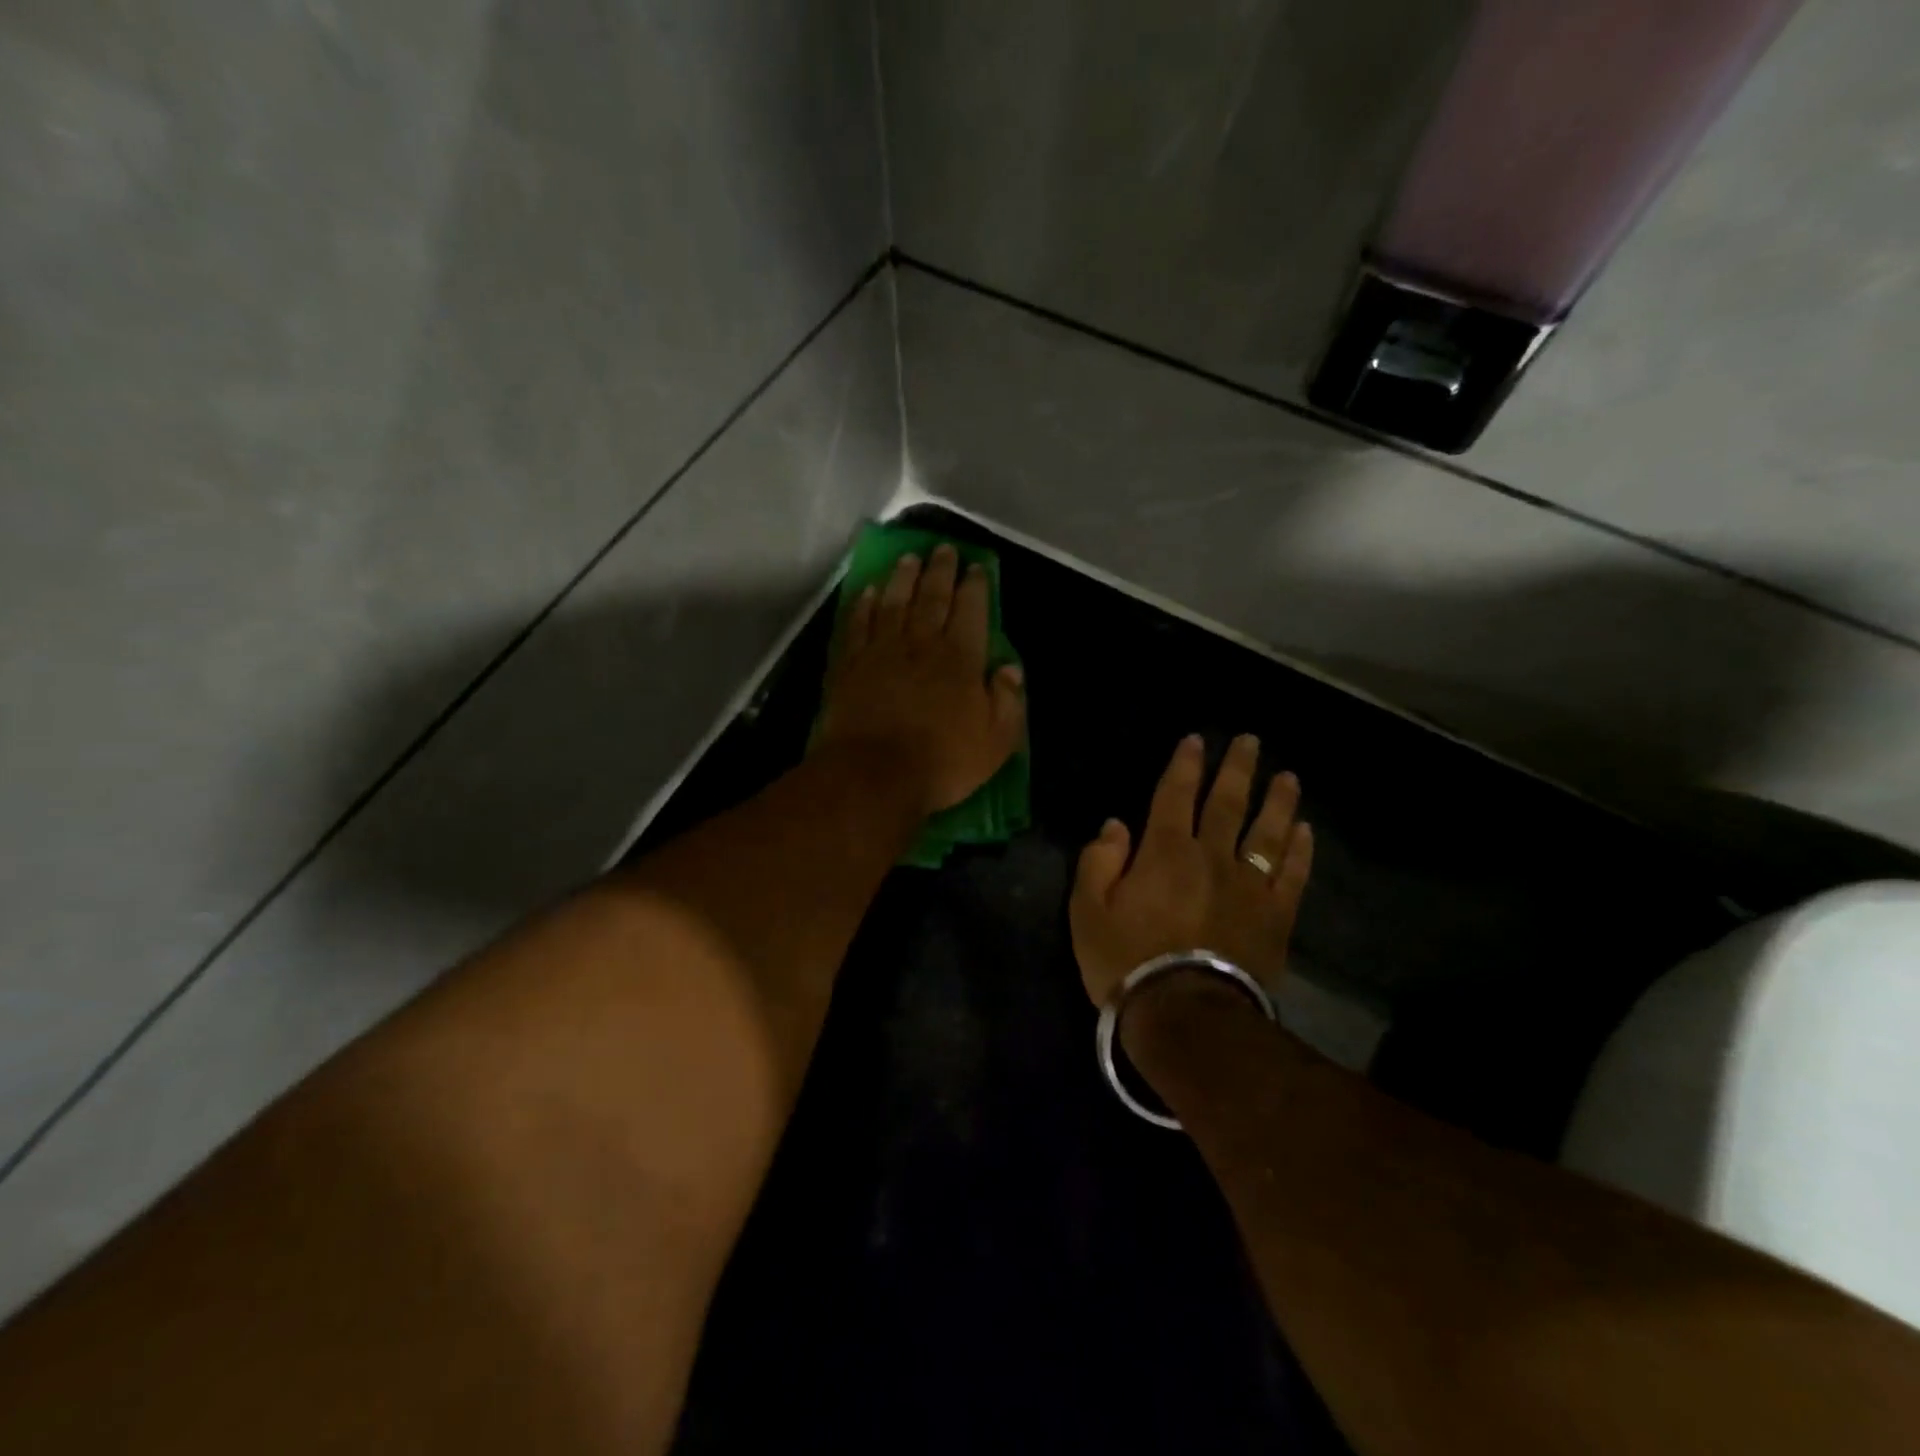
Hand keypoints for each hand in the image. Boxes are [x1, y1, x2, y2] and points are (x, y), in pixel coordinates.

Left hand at [818, 544, 1025, 815]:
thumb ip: (1006, 700)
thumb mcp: (995, 740)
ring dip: (903, 578)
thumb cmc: (942, 761)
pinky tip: (870, 591)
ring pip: (894, 603)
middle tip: (944, 549)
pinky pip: (859, 625)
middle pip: (932, 598)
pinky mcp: (850, 665)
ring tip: (909, 558)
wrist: (873, 775)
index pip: (971, 611)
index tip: (976, 567)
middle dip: (941, 571)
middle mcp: (921, 644)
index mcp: (960, 659)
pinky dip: (865, 605)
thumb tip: (1011, 668)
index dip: (975, 587)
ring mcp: (882, 651)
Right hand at [1070, 733, 1312, 1007]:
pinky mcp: (1275, 917)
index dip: (1184, 765)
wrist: (1186, 1016)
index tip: (1195, 740)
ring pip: (1267, 832)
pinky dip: (1300, 851)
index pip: (1175, 795)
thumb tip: (1115, 825)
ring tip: (1287, 776)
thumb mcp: (1087, 911)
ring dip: (1277, 801)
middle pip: (1227, 803)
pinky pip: (1292, 875)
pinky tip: (1305, 831)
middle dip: (1236, 768)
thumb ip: (1098, 861)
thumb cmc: (1127, 962)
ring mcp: (1249, 886)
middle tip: (1249, 741)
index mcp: (1164, 851)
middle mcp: (1211, 856)